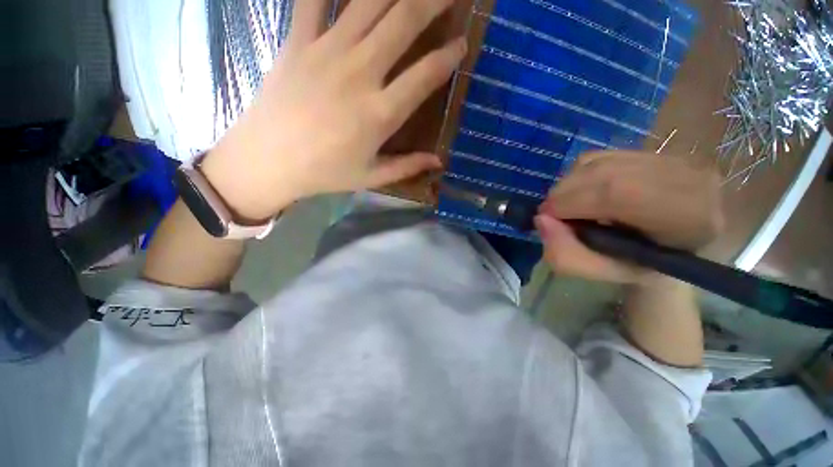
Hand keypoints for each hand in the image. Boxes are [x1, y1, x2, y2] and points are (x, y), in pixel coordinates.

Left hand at [203, 0, 465, 220]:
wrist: (268, 160)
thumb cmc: (325, 173)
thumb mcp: (371, 177)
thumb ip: (408, 167)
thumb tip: (439, 162)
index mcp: (380, 114)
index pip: (425, 75)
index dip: (449, 57)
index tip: (462, 45)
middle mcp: (360, 74)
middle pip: (404, 21)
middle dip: (433, 1)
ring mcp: (327, 51)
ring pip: (369, 1)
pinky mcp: (297, 41)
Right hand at [535, 151, 723, 282]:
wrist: (684, 248)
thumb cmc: (646, 268)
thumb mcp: (606, 274)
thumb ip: (567, 255)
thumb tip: (541, 220)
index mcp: (687, 217)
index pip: (619, 193)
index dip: (571, 202)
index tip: (545, 217)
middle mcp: (686, 177)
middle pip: (605, 172)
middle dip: (563, 193)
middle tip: (550, 212)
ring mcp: (672, 158)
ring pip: (599, 161)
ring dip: (568, 184)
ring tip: (565, 204)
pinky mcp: (655, 151)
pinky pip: (601, 156)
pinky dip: (579, 174)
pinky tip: (581, 192)